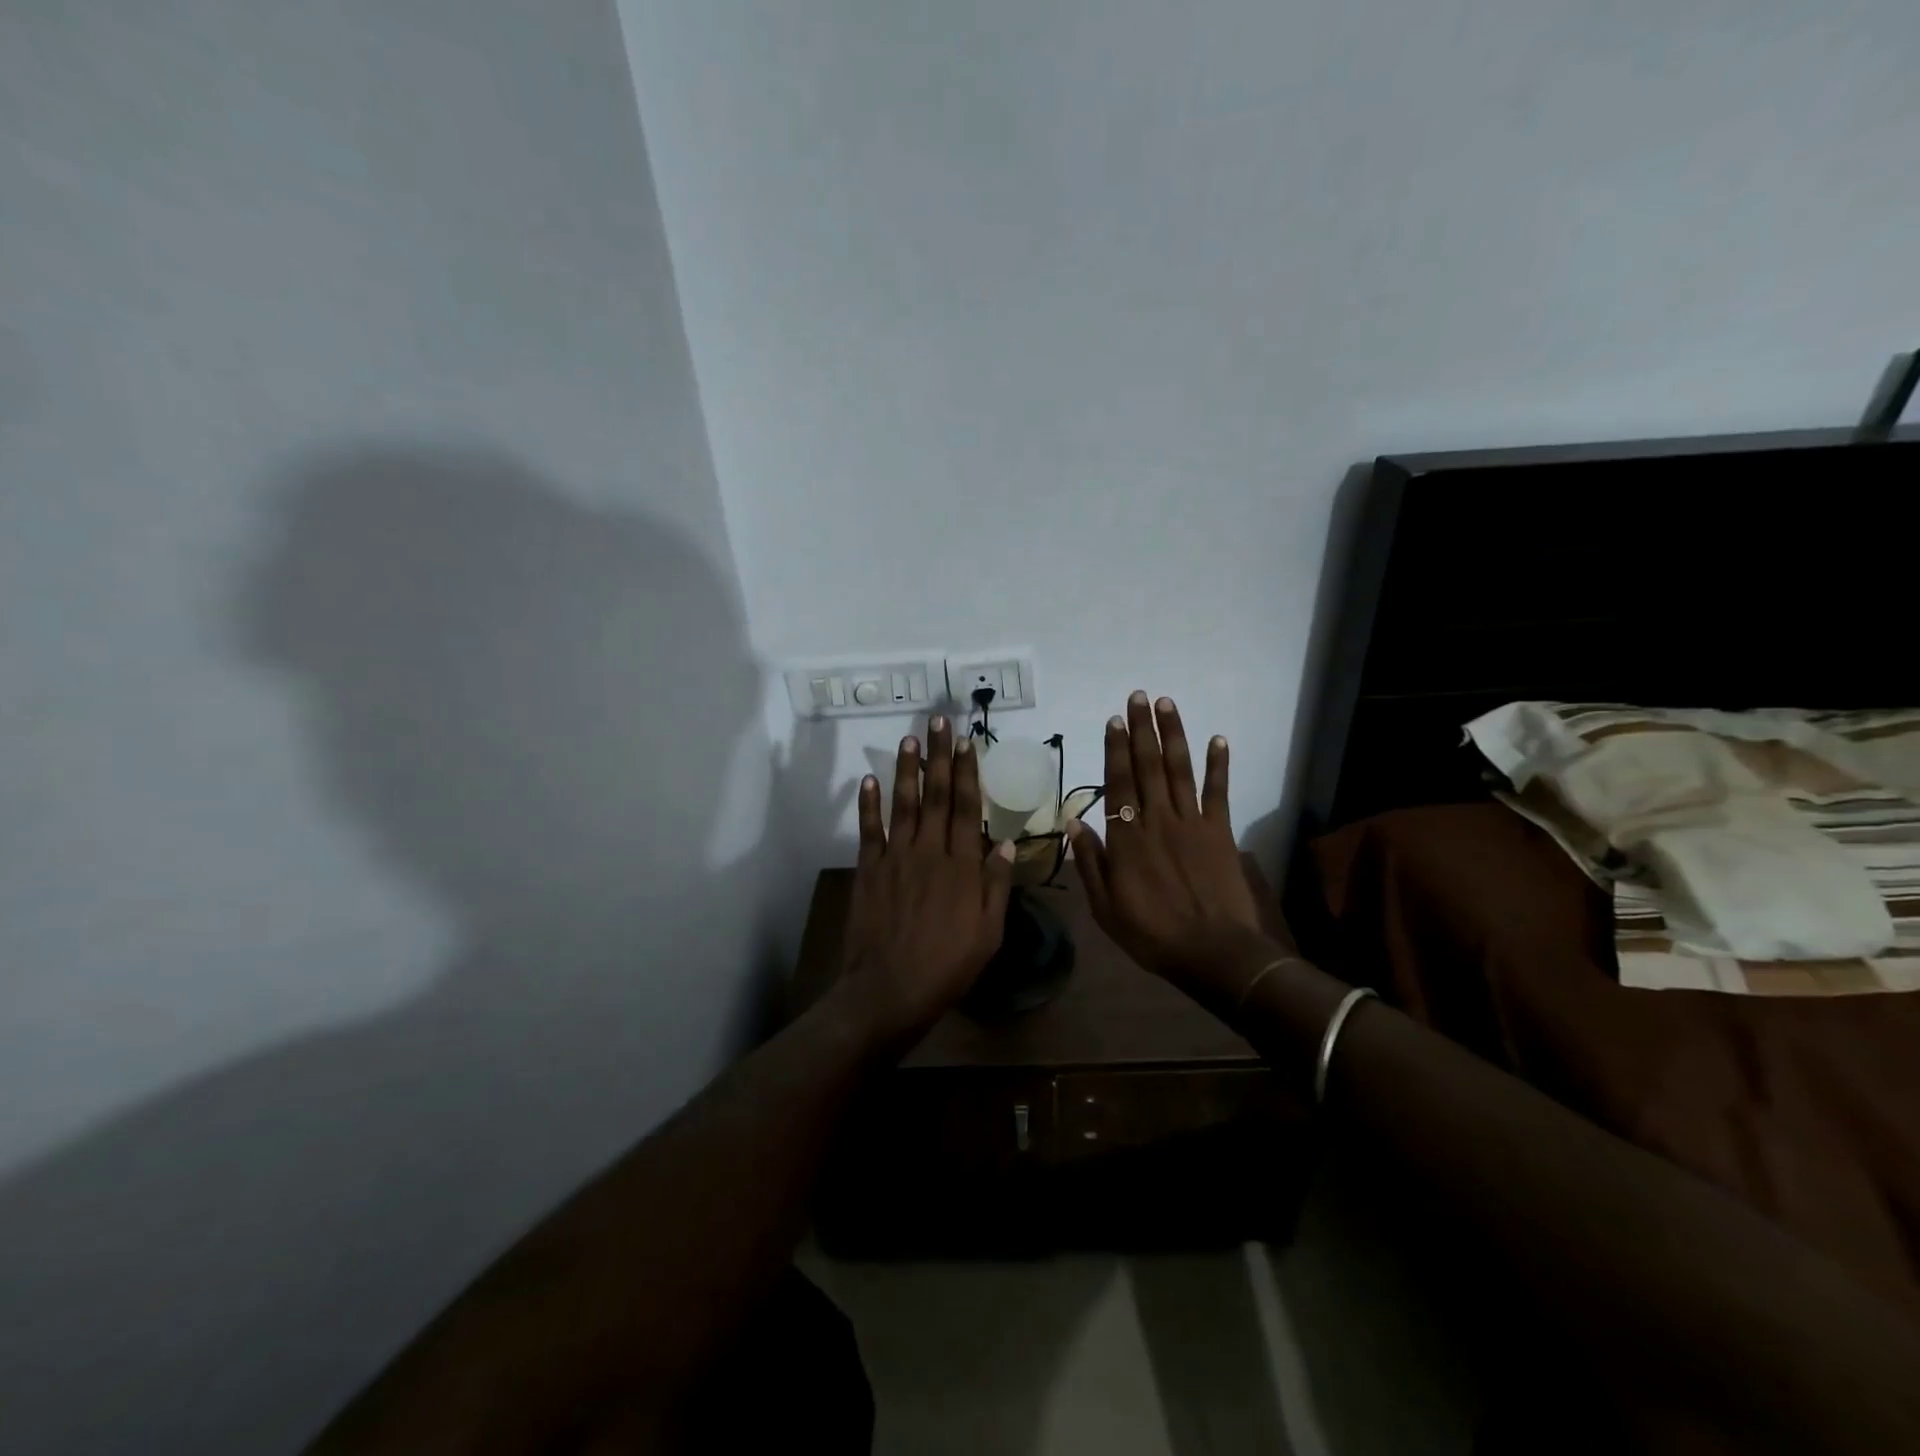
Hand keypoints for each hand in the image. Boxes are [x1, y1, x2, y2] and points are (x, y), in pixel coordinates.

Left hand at [839, 716, 1015, 1042]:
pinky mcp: (869, 870)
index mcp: (962, 865)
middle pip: (937, 794)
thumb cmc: (947, 966)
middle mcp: (929, 851)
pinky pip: (869, 830)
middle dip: (939, 756)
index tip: (966, 742)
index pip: (967, 807)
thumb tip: (1003, 842)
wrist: (890, 990)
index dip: (967, 771)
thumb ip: (996, 885)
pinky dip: (868, 804)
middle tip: (939, 722)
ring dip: (906, 769)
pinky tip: (869, 780)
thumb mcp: (988, 933)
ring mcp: (896, 858)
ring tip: (910, 739)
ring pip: (903, 804)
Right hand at [1067, 693, 1269, 991]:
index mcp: (1127, 838)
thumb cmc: (1152, 933)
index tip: (1113, 720)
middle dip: (1141, 730)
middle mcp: (1158, 820)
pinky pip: (1218, 792)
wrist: (1213, 952)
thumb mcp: (1105, 907)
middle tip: (1138, 697)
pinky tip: (1218, 740)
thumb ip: (1089, 862)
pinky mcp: (1220, 832)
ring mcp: (1191, 823)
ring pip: (1180, 770)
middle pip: (1148, 766)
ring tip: (1167, 704)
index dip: (1115, 750)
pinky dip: (1219, 765)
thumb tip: (1072, 823)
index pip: (1118, 783)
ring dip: (1173, 735)